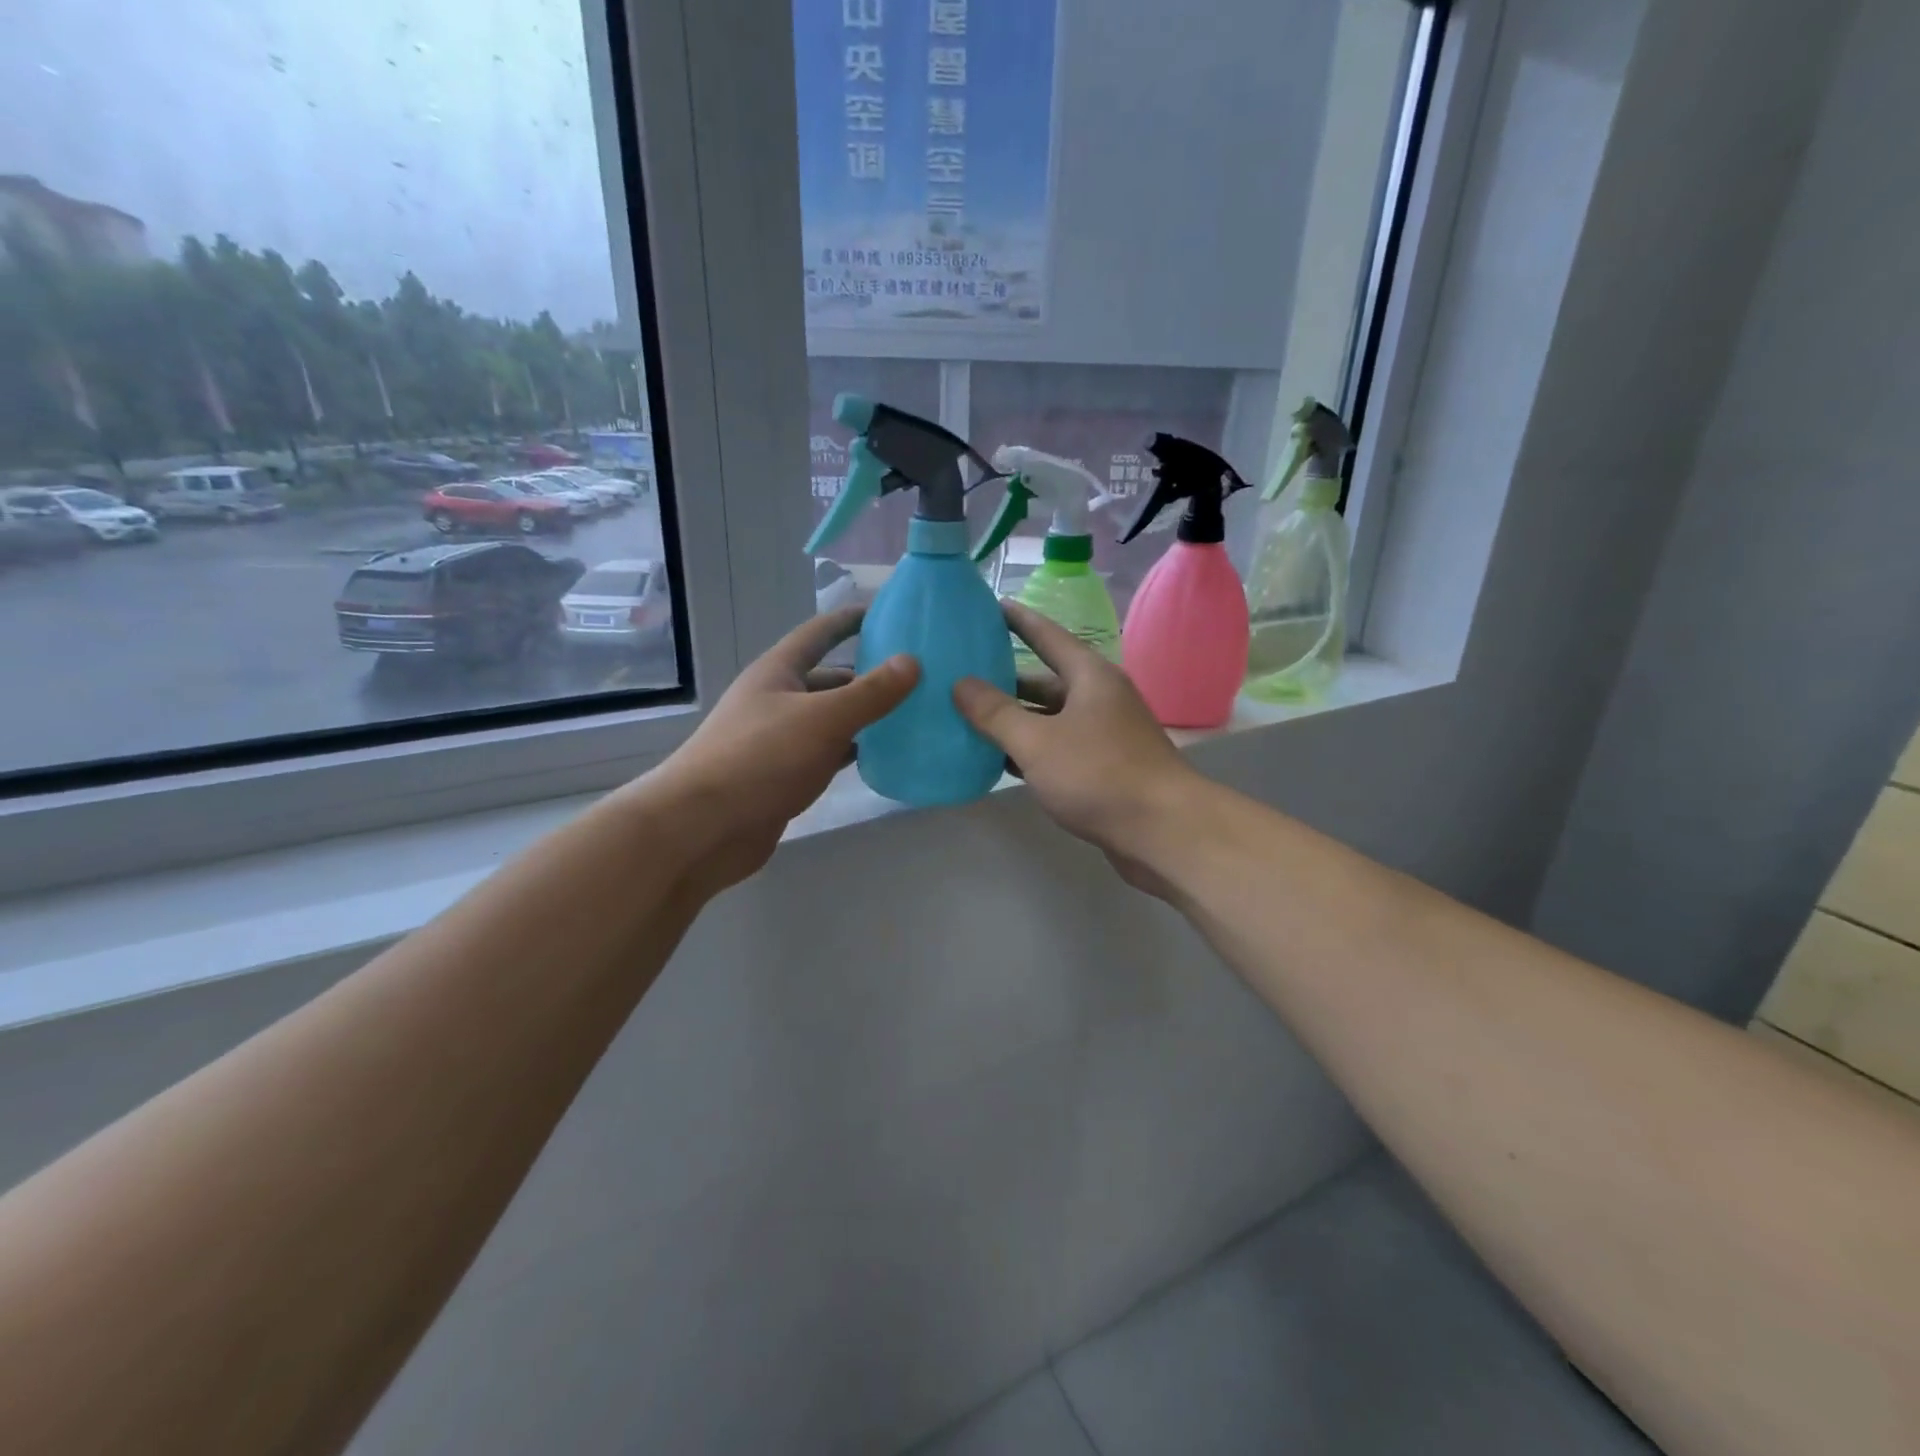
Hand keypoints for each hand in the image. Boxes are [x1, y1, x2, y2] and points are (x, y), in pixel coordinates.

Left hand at [653, 607, 917, 894]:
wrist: (703, 827)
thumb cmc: (760, 759)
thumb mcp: (823, 719)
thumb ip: (870, 693)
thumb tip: (912, 661)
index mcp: (778, 672)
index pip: (819, 633)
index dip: (851, 620)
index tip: (889, 612)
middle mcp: (777, 699)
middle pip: (829, 679)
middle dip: (868, 675)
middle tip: (918, 677)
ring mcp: (779, 740)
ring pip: (830, 719)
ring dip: (864, 716)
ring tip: (912, 715)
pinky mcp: (784, 776)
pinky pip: (826, 754)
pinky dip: (853, 751)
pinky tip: (884, 756)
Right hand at [953, 603, 1200, 894]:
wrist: (1163, 831)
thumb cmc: (1098, 774)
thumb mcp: (1037, 741)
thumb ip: (994, 713)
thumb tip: (960, 683)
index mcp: (1090, 677)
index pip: (1048, 635)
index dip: (1018, 620)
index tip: (991, 605)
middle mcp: (1100, 698)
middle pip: (1046, 681)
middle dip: (1006, 681)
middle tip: (963, 676)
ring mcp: (1106, 735)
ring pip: (1051, 719)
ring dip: (1016, 721)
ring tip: (970, 719)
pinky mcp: (1106, 768)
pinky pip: (1059, 748)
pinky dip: (1031, 751)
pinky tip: (1000, 761)